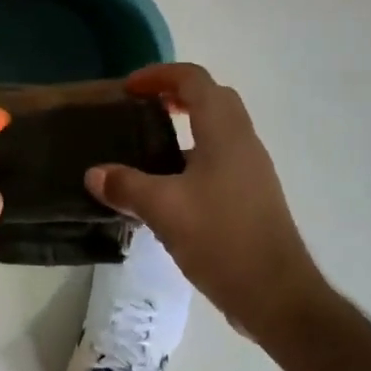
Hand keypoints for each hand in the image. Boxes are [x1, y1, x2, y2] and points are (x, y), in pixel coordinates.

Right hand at [85, 63, 326, 343]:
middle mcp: (243, 142)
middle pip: (212, 97)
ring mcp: (251, 170)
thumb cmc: (222, 239)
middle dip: (175, 94)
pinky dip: (193, 155)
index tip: (128, 89)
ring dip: (186, 125)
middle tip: (140, 108)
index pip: (194, 80)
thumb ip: (126, 186)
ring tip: (147, 145)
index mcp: (224, 132)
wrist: (277, 295)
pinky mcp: (252, 196)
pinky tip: (168, 186)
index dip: (159, 75)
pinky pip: (220, 157)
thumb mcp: (164, 210)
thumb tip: (94, 174)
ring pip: (218, 129)